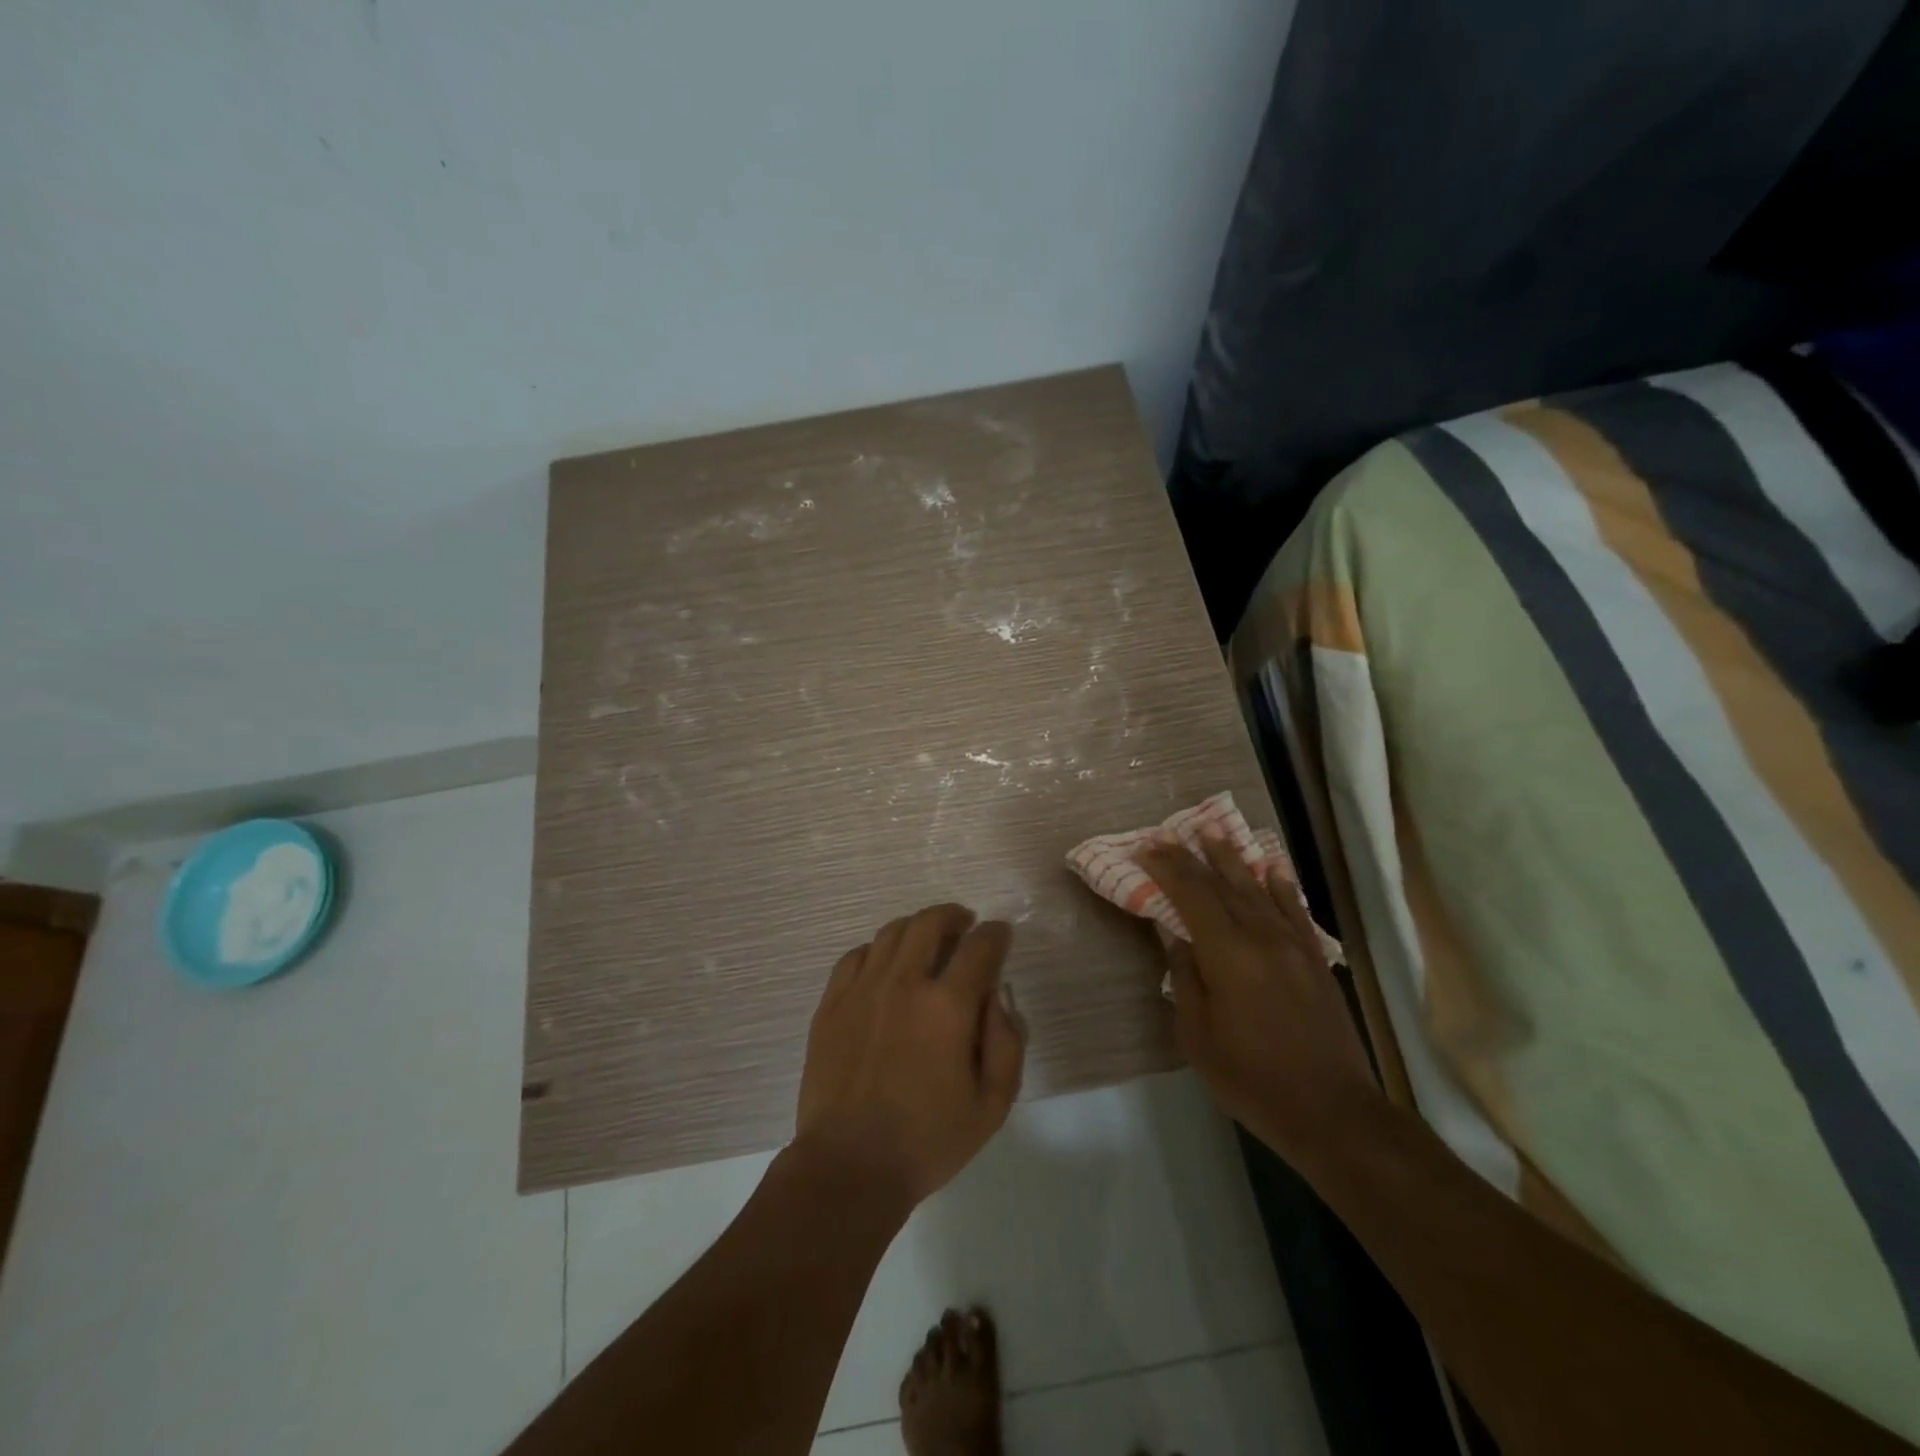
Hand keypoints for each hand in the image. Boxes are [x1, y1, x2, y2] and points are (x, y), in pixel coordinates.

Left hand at [795, 904, 1025, 1208]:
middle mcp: (904, 983)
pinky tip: (884, 964)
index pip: (979, 948)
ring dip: (916, 927)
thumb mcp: (992, 1105)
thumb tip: (997, 997)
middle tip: (964, 923)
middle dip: (954, 916)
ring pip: (891, 932)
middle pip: (930, 923)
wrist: (848, 1166)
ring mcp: (862, 990)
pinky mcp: (831, 1004)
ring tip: (927, 938)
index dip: (995, 934)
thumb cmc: (927, 1141)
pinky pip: (855, 955)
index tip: (1000, 934)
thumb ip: (1006, 1044)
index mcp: (947, 1006)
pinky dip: (877, 950)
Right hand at [1135, 830, 1377, 1168]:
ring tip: (1213, 831)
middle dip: (1192, 857)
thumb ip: (1186, 977)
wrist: (1332, 1111)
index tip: (1146, 847)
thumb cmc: (1252, 1078)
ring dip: (1232, 859)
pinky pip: (1294, 910)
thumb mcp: (1198, 1036)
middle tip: (1170, 833)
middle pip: (1222, 885)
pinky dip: (1280, 885)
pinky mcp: (1315, 960)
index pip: (1191, 896)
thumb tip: (1175, 935)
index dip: (1167, 869)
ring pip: (1257, 889)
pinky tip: (1271, 868)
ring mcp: (1293, 946)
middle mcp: (1261, 937)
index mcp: (1227, 954)